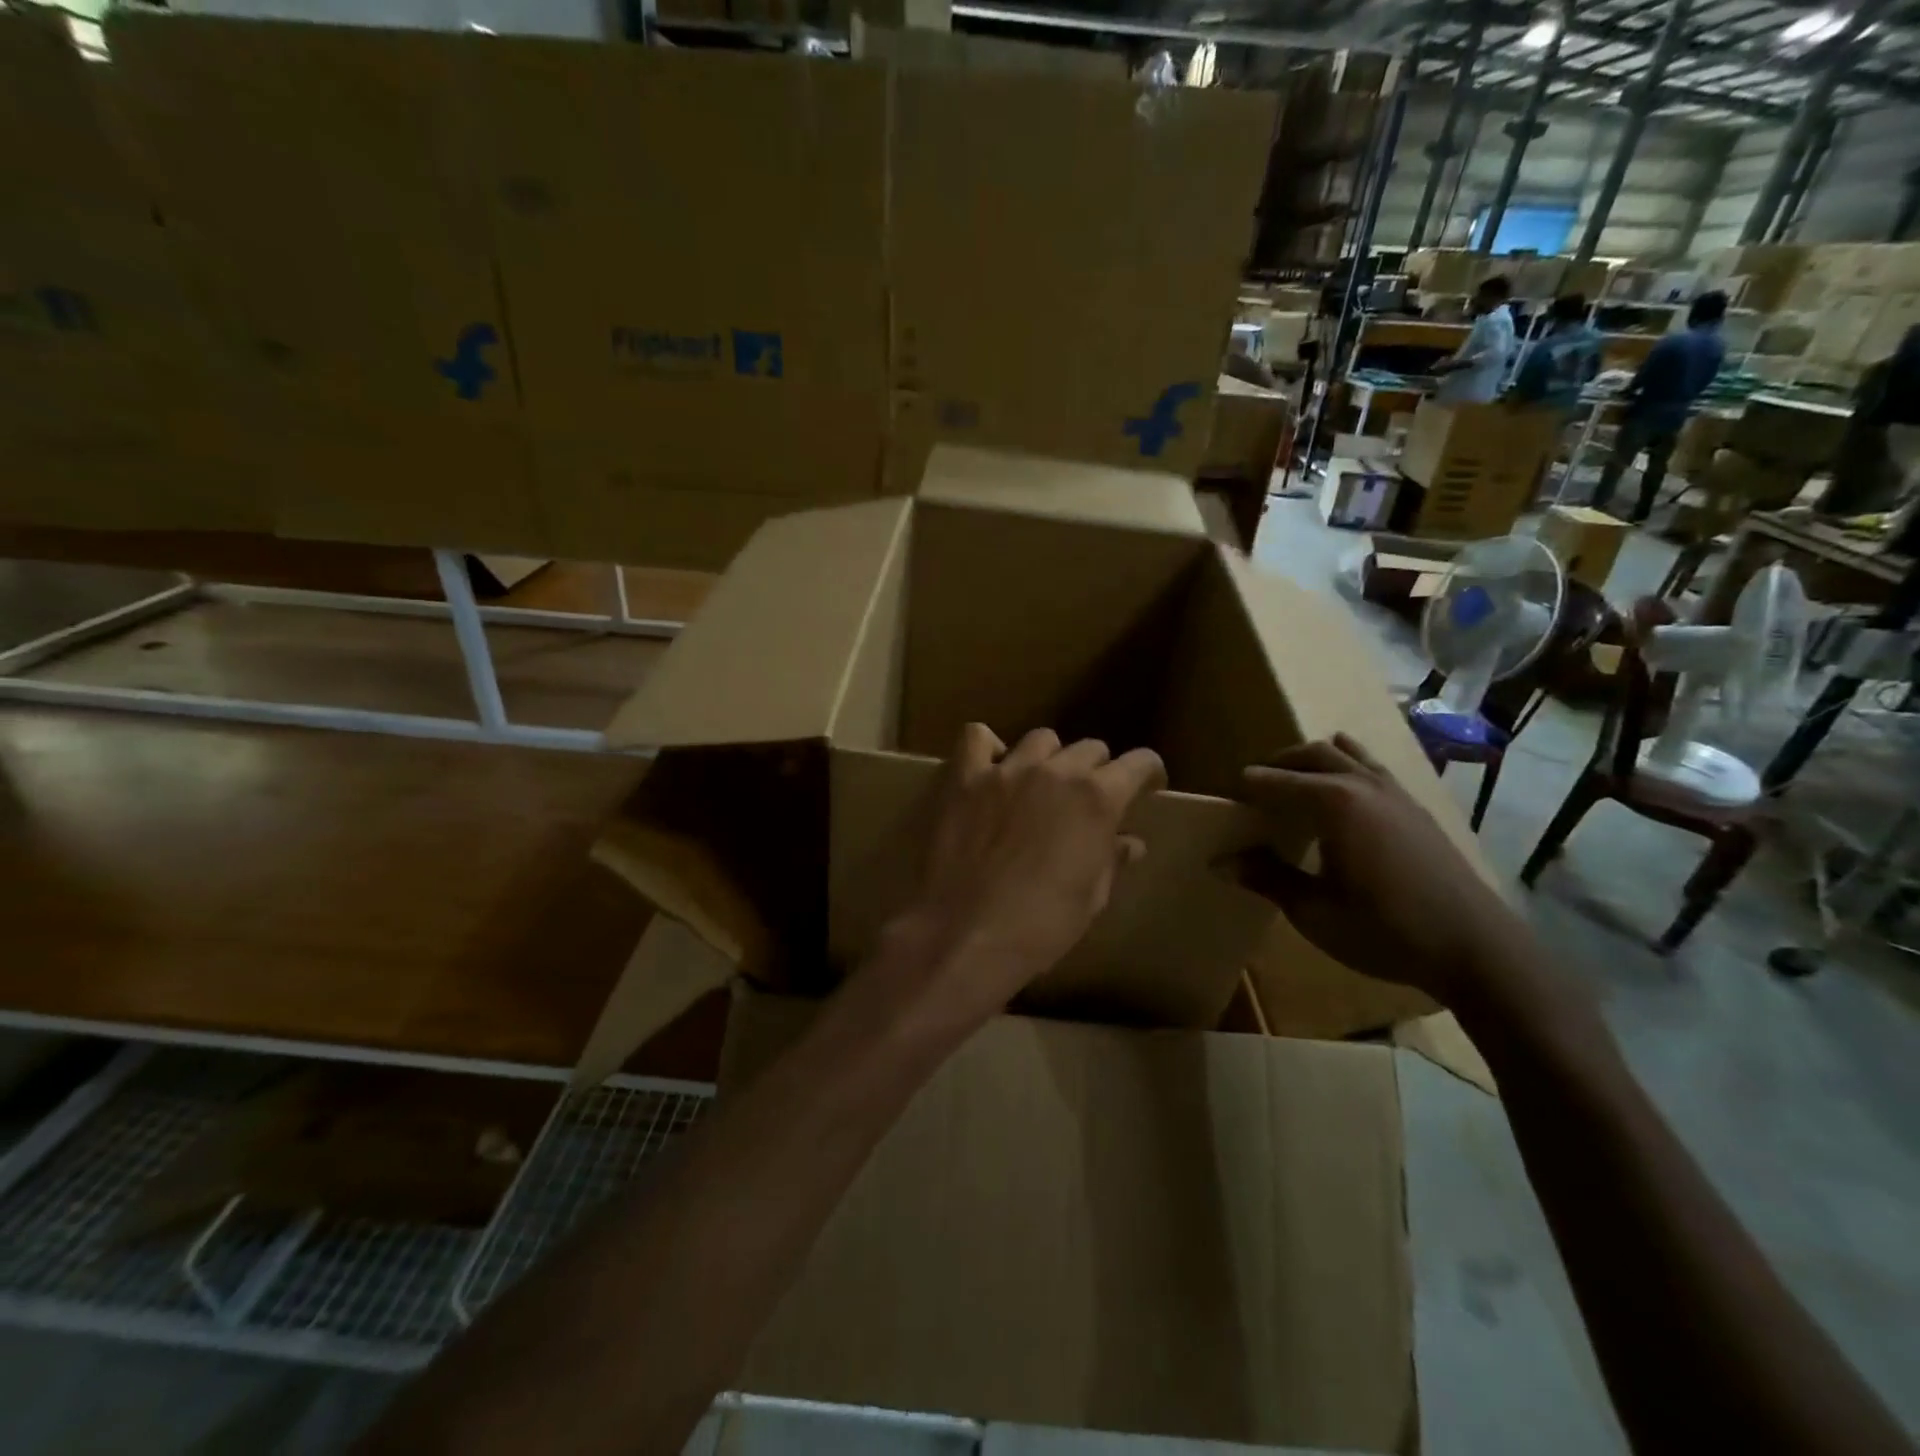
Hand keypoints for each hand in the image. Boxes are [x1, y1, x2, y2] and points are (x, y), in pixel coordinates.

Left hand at [880, 724, 1165, 1028]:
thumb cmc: (1039, 927)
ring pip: (1040, 739)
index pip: (1139, 762)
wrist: (965, 935)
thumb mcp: (1090, 900)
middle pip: (1089, 748)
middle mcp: (1055, 771)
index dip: (1147, 773)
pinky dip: (987, 748)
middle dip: (1096, 770)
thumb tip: (1129, 843)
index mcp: (1097, 799)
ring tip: (1040, 785)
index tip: (1147, 787)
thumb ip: (1110, 861)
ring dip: (1049, 758)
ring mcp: (1006, 770)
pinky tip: (990, 770)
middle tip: (1086, 800)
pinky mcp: (964, 778)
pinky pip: (976, 737)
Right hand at [1233, 735, 1532, 1009]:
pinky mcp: (1416, 808)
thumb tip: (1219, 862)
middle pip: (1313, 754)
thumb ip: (1267, 879)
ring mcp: (1396, 793)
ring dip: (1315, 760)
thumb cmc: (1386, 930)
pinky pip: (1373, 770)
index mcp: (1334, 804)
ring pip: (1347, 754)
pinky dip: (1348, 768)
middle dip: (1279, 764)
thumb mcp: (1315, 911)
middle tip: (1254, 786)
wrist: (1475, 948)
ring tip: (1295, 780)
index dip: (1249, 787)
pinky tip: (1345, 791)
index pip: (1278, 781)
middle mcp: (1364, 785)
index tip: (1226, 798)